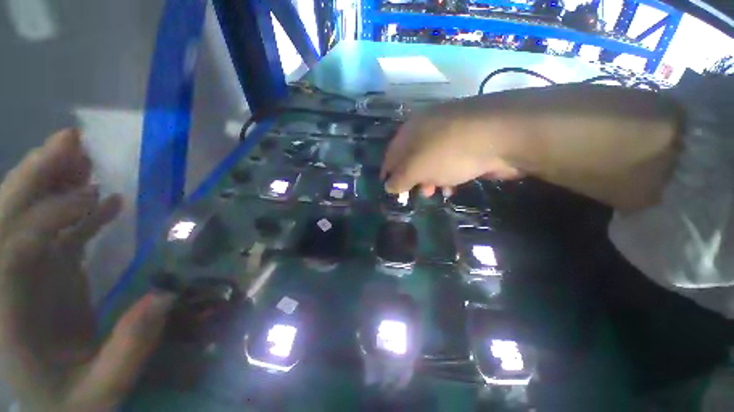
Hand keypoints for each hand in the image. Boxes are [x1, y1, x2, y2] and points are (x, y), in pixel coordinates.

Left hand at [0, 129, 174, 410]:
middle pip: (7, 220)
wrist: (48, 407)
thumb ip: (127, 350)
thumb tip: (166, 296)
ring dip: (54, 184)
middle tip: (70, 140)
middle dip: (35, 178)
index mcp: (8, 316)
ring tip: (83, 156)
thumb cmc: (68, 405)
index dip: (50, 218)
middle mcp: (8, 284)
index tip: (97, 197)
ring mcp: (27, 276)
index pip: (12, 251)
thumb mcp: (101, 392)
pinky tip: (105, 200)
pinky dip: (77, 213)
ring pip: (28, 217)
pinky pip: (58, 233)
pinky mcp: (46, 275)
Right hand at [381, 102, 521, 196]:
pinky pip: (450, 161)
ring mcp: (450, 134)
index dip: (388, 172)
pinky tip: (451, 186)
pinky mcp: (469, 142)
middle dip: (411, 178)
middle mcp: (428, 128)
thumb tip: (388, 187)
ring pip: (431, 161)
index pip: (392, 153)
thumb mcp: (416, 169)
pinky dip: (447, 175)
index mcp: (411, 130)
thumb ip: (399, 179)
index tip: (389, 188)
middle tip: (415, 193)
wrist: (502, 135)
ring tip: (433, 192)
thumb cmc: (448, 153)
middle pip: (412, 157)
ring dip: (429, 179)